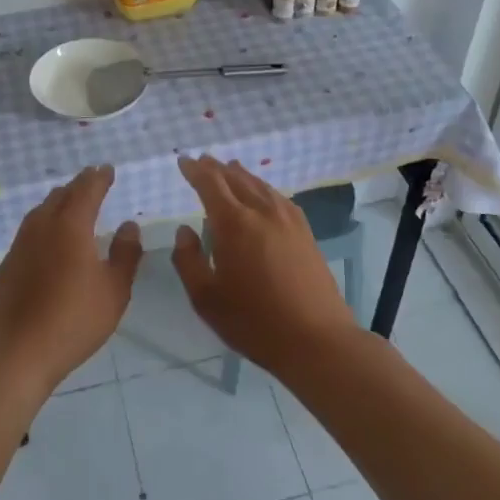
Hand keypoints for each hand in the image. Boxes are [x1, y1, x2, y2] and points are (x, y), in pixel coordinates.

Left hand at [0, 166, 142, 399]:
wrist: (14, 355)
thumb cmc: (72, 322)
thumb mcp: (114, 291)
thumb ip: (125, 255)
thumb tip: (129, 225)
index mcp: (70, 227)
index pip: (87, 190)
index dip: (99, 178)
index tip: (108, 169)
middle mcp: (41, 228)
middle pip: (60, 196)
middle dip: (78, 185)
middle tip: (92, 180)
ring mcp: (19, 246)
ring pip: (40, 211)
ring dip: (58, 201)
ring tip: (69, 203)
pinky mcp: (6, 266)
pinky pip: (28, 231)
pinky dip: (43, 223)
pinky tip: (47, 239)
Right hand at [172, 155, 357, 375]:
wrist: (316, 338)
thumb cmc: (254, 321)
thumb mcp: (206, 298)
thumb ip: (188, 260)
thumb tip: (184, 230)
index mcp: (234, 223)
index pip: (210, 184)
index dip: (195, 170)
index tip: (183, 161)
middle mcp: (261, 211)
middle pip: (236, 178)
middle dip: (216, 168)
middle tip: (203, 161)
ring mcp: (288, 219)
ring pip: (259, 185)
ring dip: (241, 174)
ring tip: (229, 169)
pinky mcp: (305, 231)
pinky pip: (278, 197)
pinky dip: (262, 188)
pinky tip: (262, 194)